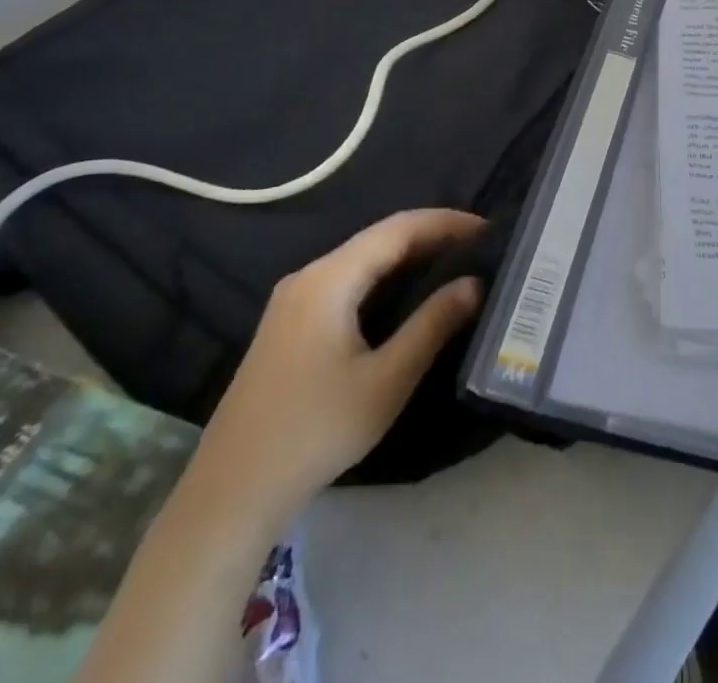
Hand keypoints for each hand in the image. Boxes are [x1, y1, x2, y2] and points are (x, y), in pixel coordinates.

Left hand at [188, 209, 485, 537]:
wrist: (229, 495)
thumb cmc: (315, 432)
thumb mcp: (386, 381)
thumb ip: (432, 325)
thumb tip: (474, 284)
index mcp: (329, 279)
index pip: (398, 228)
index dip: (445, 222)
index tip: (487, 230)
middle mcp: (308, 277)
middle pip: (378, 239)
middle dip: (430, 236)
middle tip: (478, 247)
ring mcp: (292, 301)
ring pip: (361, 260)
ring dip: (407, 257)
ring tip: (453, 264)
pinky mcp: (288, 325)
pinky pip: (346, 282)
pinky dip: (384, 278)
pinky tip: (406, 295)